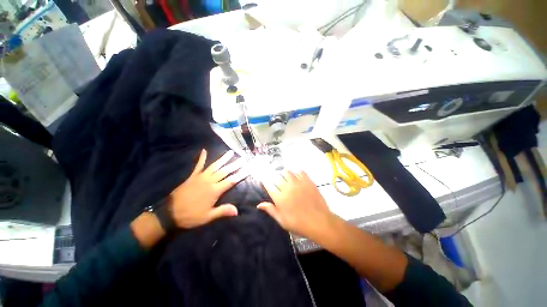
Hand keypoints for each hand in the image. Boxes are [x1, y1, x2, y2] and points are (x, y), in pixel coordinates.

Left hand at [169, 149, 248, 228]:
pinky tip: (204, 150)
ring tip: (230, 152)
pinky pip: (198, 165)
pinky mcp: (193, 176)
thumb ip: (222, 211)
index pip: (231, 180)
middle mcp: (209, 181)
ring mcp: (201, 177)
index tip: (249, 168)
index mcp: (215, 190)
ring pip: (214, 165)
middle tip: (243, 158)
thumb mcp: (208, 217)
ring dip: (223, 159)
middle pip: (225, 171)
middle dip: (235, 164)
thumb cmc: (190, 216)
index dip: (241, 174)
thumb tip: (237, 210)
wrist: (169, 213)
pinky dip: (201, 158)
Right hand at [257, 170, 333, 237]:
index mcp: (280, 198)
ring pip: (287, 172)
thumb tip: (259, 205)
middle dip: (274, 178)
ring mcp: (298, 184)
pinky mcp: (308, 181)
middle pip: (277, 177)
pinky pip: (300, 171)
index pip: (269, 185)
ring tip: (286, 177)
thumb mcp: (282, 221)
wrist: (319, 222)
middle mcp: (287, 188)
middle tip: (277, 181)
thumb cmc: (299, 224)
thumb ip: (271, 210)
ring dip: (284, 173)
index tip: (265, 181)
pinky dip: (296, 172)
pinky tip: (297, 176)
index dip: (265, 182)